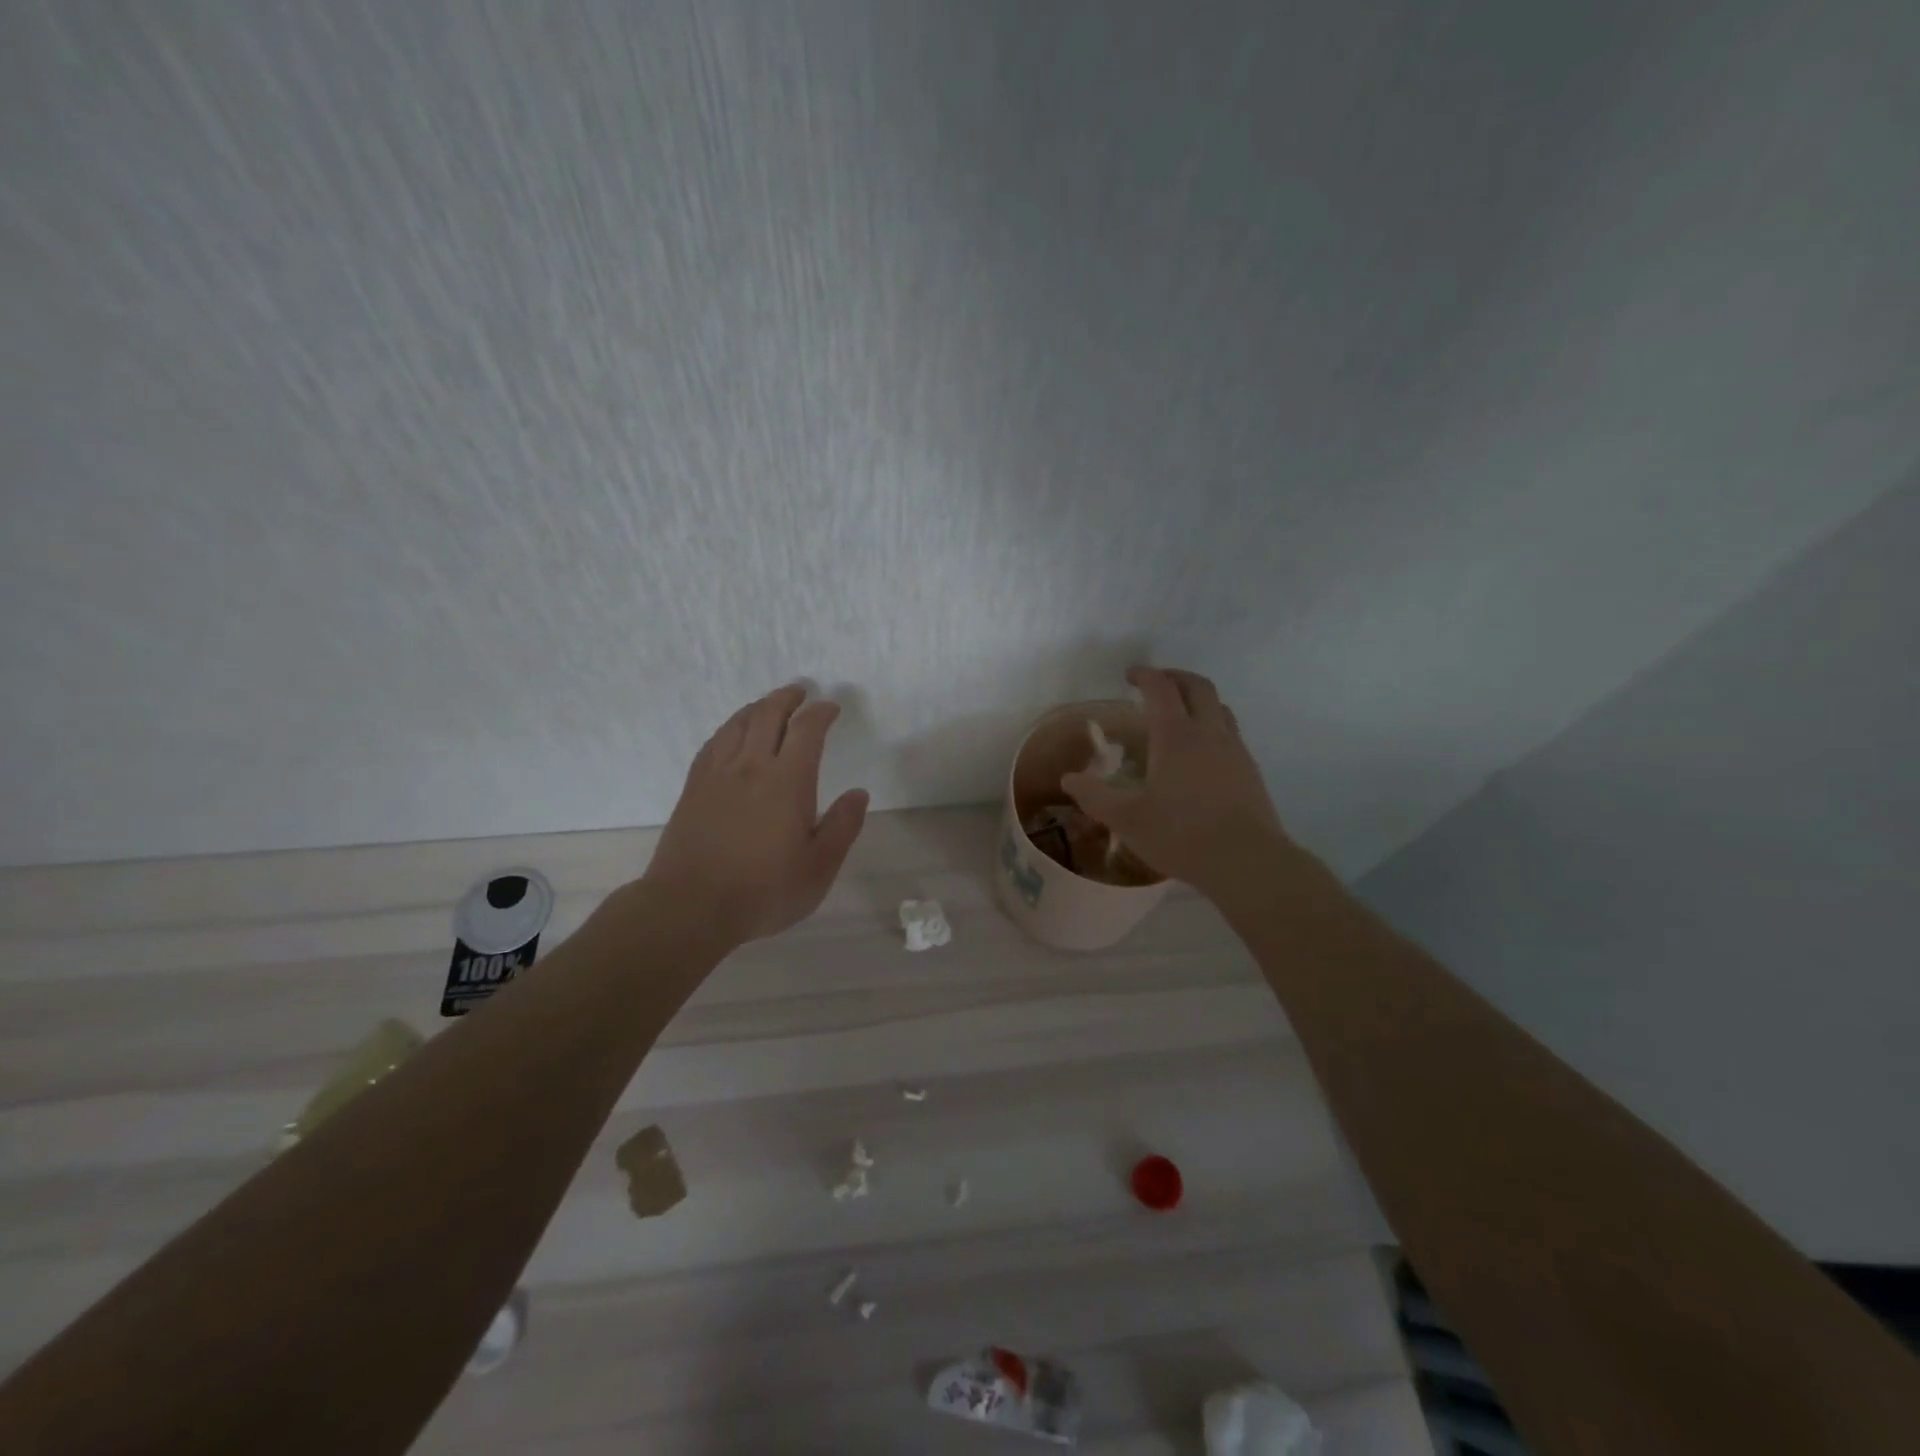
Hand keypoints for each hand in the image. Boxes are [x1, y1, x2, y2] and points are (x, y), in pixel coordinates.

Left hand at [644, 686, 868, 946]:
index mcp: (788, 782)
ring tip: (769, 705)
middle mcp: (751, 766)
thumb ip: (842, 827)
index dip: (821, 712)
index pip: (807, 730)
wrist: (690, 907)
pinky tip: (732, 734)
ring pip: (737, 724)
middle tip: (800, 693)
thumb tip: (859, 794)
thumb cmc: (763, 891)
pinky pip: (713, 744)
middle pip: (768, 715)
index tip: (831, 708)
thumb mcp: (818, 868)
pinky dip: (729, 729)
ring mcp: (717, 775)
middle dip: (787, 699)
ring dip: (757, 708)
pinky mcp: (693, 788)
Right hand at [1061, 666, 1288, 899]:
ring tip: (1180, 715)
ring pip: (1220, 707)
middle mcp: (1209, 733)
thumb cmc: (1181, 835)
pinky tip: (1201, 754)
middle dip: (1175, 677)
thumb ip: (1094, 796)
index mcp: (1176, 736)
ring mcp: (1235, 750)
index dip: (1145, 675)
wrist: (1247, 862)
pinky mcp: (1250, 771)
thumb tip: (1069, 779)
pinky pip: (1231, 733)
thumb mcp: (1126, 819)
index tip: (1130, 675)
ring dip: (1198, 700)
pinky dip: (1213, 726)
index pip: (1161, 688)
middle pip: (1198, 686)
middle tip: (1156, 684)